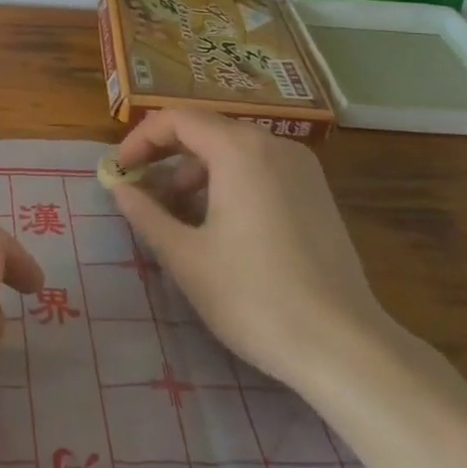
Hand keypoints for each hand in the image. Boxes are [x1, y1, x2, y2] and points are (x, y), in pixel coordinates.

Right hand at [111, 108, 390, 389]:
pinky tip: (219, 222)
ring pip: (234, 148)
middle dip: (167, 153)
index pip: (177, 119)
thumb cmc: (254, 298)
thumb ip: (146, 214)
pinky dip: (229, 179)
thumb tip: (120, 188)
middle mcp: (273, 145)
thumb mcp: (186, 258)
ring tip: (176, 210)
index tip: (120, 170)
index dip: (140, 139)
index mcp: (239, 150)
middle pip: (206, 128)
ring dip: (197, 168)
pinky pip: (260, 167)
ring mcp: (301, 167)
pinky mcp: (317, 192)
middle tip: (141, 187)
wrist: (346, 348)